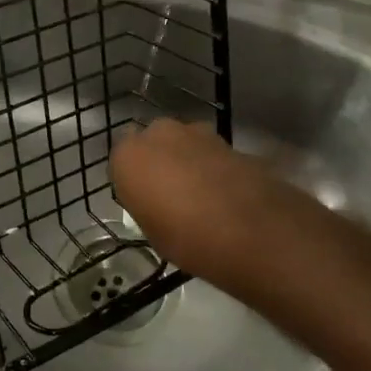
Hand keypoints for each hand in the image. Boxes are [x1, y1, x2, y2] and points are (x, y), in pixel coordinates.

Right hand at [110, 118, 295, 284]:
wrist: (250, 230)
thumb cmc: (186, 237)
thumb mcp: (151, 231)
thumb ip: (147, 204)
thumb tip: (155, 199)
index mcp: (129, 156)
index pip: (120, 160)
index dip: (132, 179)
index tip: (141, 199)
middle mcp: (159, 134)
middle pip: (152, 143)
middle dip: (159, 161)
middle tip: (168, 193)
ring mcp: (197, 132)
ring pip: (183, 144)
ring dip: (186, 161)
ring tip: (198, 194)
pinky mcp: (229, 140)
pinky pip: (210, 153)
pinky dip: (212, 166)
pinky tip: (222, 193)